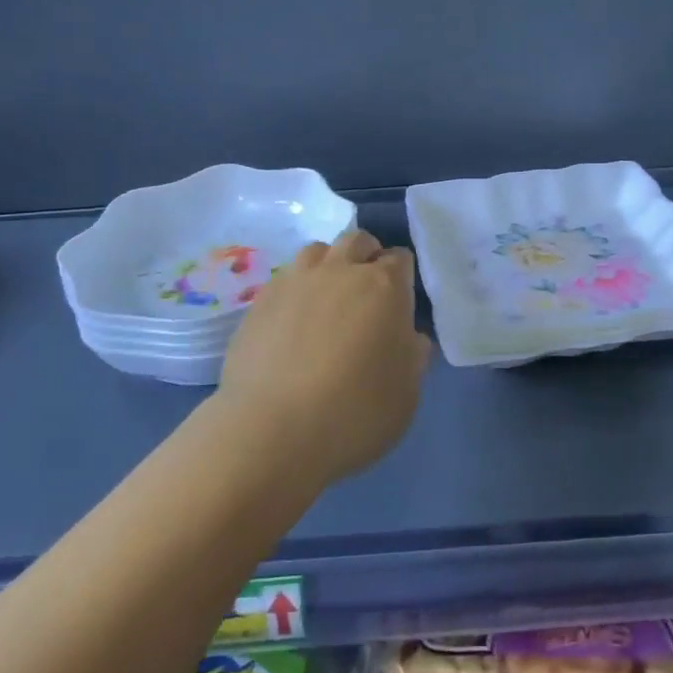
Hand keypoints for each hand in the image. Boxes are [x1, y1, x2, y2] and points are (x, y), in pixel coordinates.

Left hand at [216, 229, 431, 484]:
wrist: (272, 431)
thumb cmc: (355, 413)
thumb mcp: (407, 393)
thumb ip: (412, 355)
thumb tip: (407, 336)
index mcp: (384, 286)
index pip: (401, 258)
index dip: (403, 277)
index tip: (400, 302)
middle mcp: (340, 270)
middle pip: (357, 241)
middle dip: (367, 257)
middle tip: (367, 292)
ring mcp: (296, 281)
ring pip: (317, 251)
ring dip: (329, 265)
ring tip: (327, 298)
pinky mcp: (260, 300)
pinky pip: (285, 278)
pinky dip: (296, 289)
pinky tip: (293, 320)